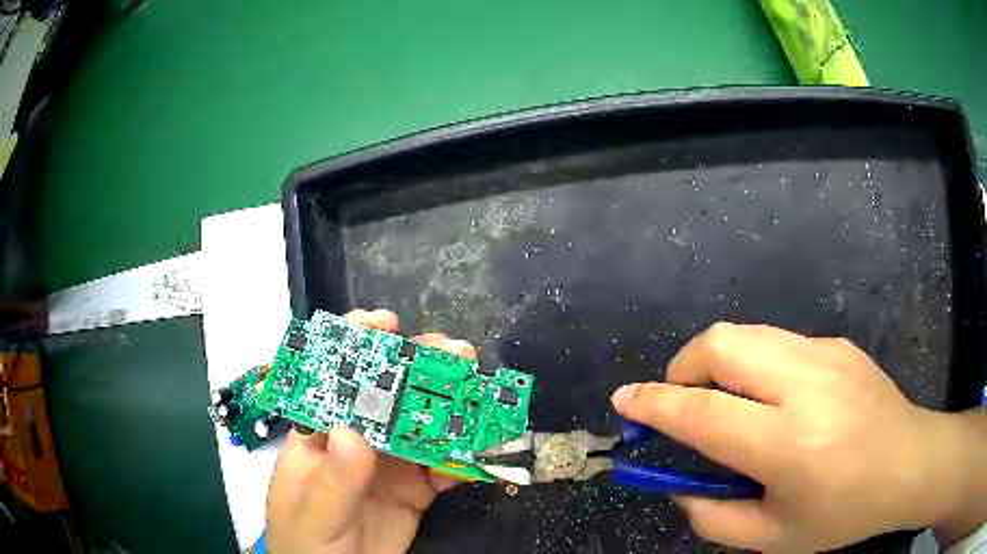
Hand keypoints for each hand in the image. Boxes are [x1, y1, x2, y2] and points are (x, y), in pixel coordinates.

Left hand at [266, 309, 475, 553]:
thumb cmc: (307, 543)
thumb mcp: (313, 514)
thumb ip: (332, 479)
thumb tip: (350, 431)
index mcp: (320, 435)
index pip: (332, 378)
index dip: (357, 344)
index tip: (388, 325)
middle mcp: (357, 441)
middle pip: (387, 394)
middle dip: (420, 368)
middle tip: (456, 355)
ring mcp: (389, 465)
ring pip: (422, 425)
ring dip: (451, 407)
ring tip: (481, 394)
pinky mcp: (416, 490)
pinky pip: (444, 468)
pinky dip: (465, 457)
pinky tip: (483, 451)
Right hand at [610, 322, 986, 551]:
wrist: (909, 463)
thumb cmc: (843, 513)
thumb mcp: (771, 538)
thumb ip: (713, 517)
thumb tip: (681, 485)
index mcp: (790, 444)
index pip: (704, 413)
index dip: (655, 404)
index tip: (624, 400)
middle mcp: (807, 384)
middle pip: (723, 344)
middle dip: (684, 368)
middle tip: (682, 404)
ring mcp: (826, 354)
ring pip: (748, 334)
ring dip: (718, 364)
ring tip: (727, 404)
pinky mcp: (837, 344)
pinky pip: (777, 343)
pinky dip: (755, 366)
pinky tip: (776, 401)